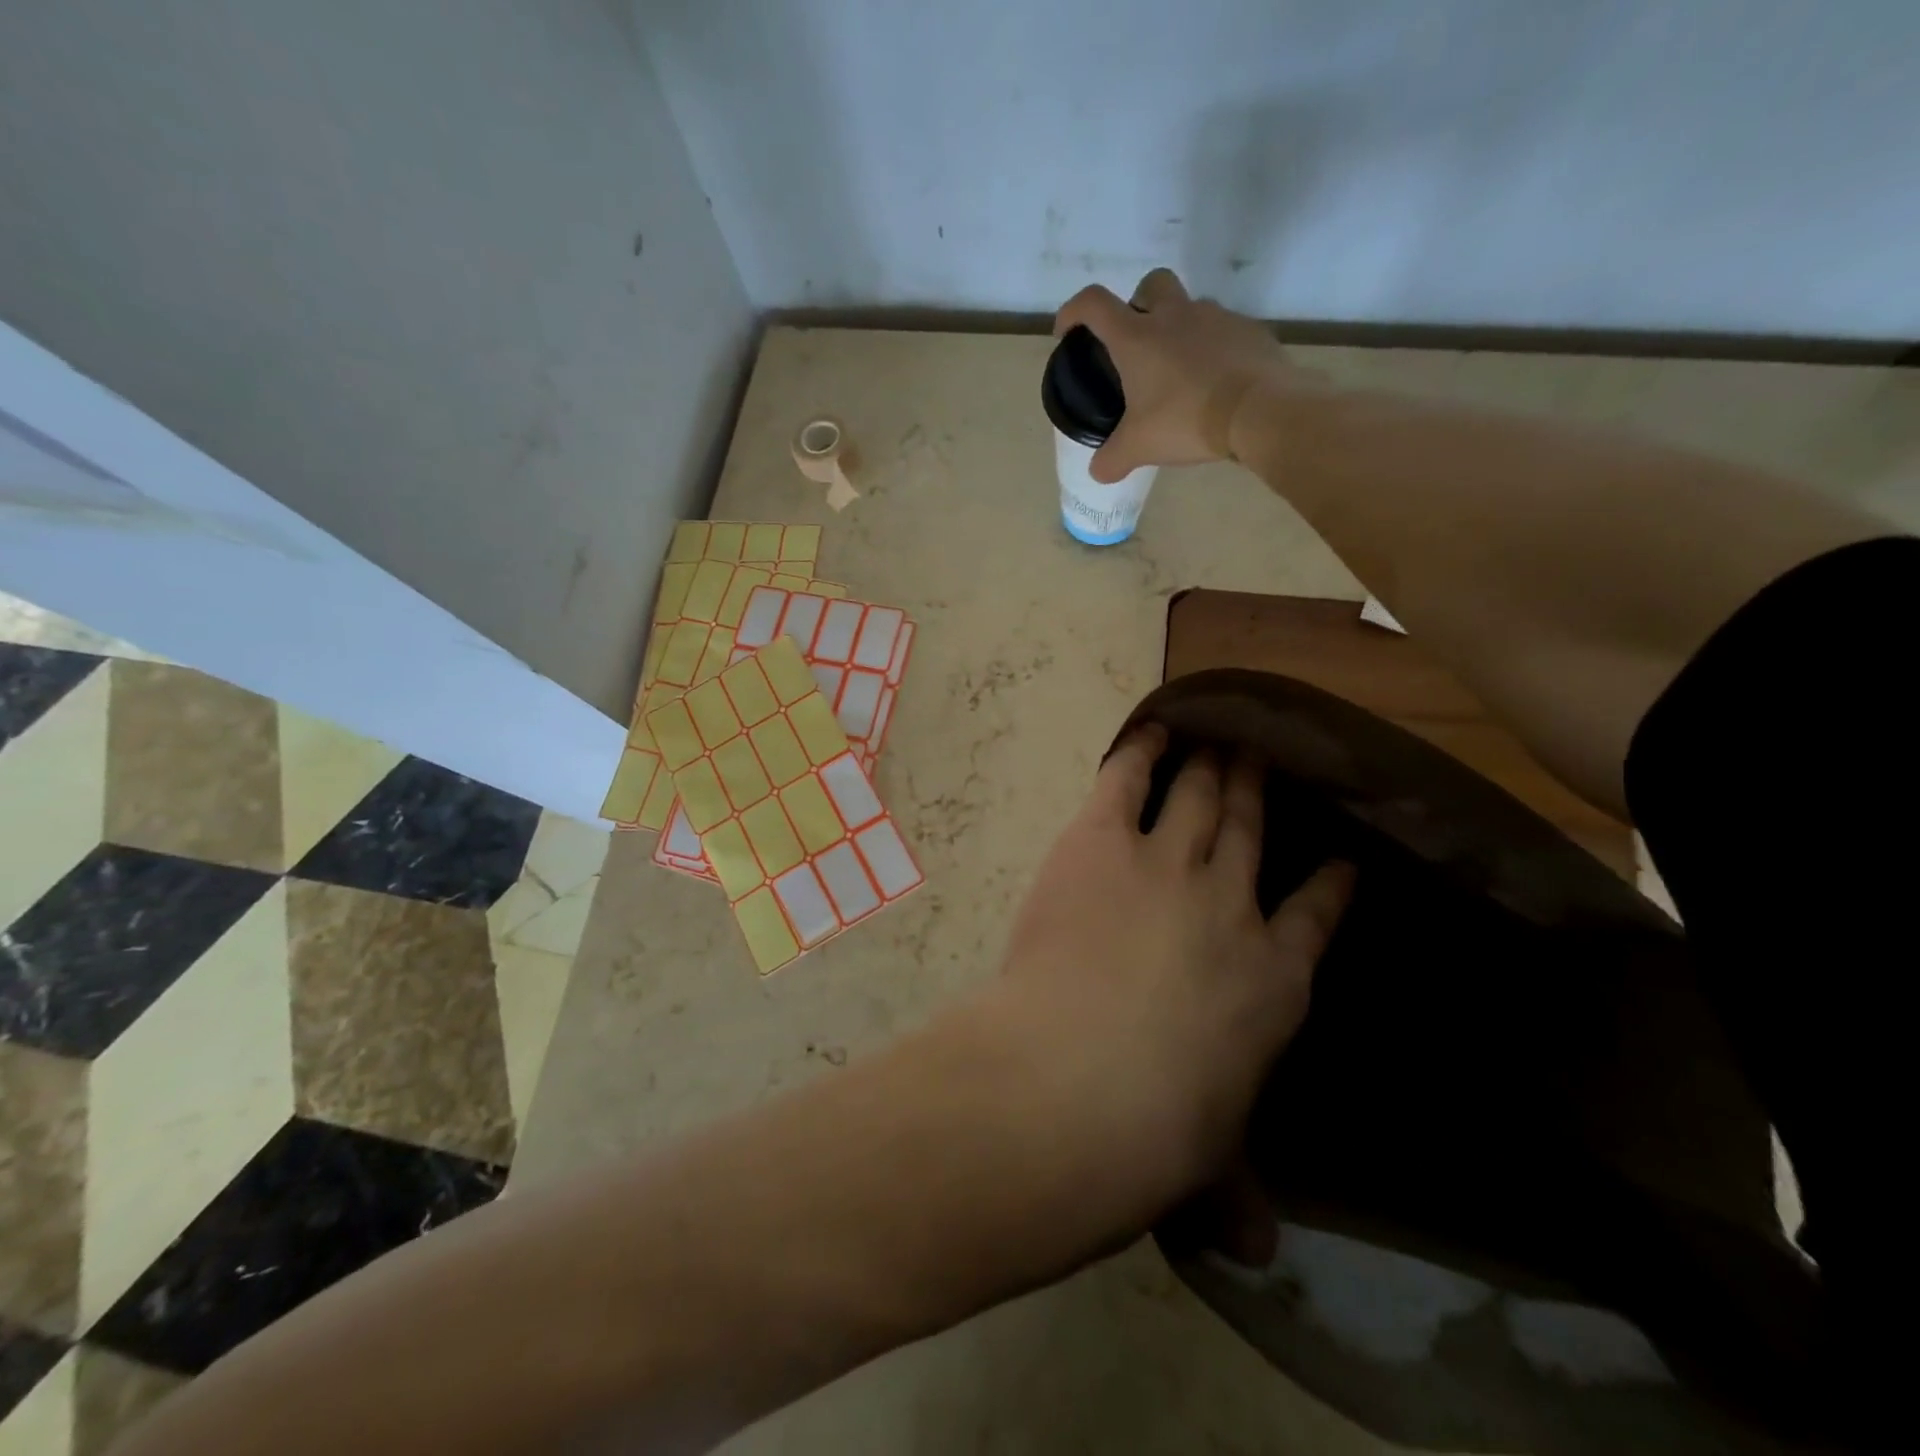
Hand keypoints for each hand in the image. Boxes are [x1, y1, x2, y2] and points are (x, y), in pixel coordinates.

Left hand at [978, 726, 1354, 1230]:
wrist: (1083, 1080)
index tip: (1339, 856)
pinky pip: (1125, 780)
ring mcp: (1167, 863)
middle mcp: (1229, 904)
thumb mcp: (1207, 1161)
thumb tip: (1256, 1251)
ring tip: (1220, 737)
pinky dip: (1138, 752)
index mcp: (1272, 980)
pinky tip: (1148, 730)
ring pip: (1199, 797)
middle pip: (1250, 831)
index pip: (1315, 917)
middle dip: (1259, 792)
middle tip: (1264, 756)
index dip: (1328, 881)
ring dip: (1210, 763)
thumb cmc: (1157, 1132)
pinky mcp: (1101, 842)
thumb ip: (1231, 1191)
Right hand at [1053, 268, 1299, 483]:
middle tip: (1137, 343)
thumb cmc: (1186, 421)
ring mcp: (1216, 318)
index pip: (1094, 304)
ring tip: (1180, 374)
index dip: (1074, 312)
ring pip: (1191, 309)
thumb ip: (1112, 459)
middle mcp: (1175, 315)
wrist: (1259, 411)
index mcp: (1137, 337)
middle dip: (1139, 304)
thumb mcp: (1138, 447)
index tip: (1067, 332)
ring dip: (1180, 331)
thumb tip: (1098, 471)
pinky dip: (1214, 351)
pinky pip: (1224, 333)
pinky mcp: (1249, 331)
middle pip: (1151, 285)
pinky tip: (1215, 383)